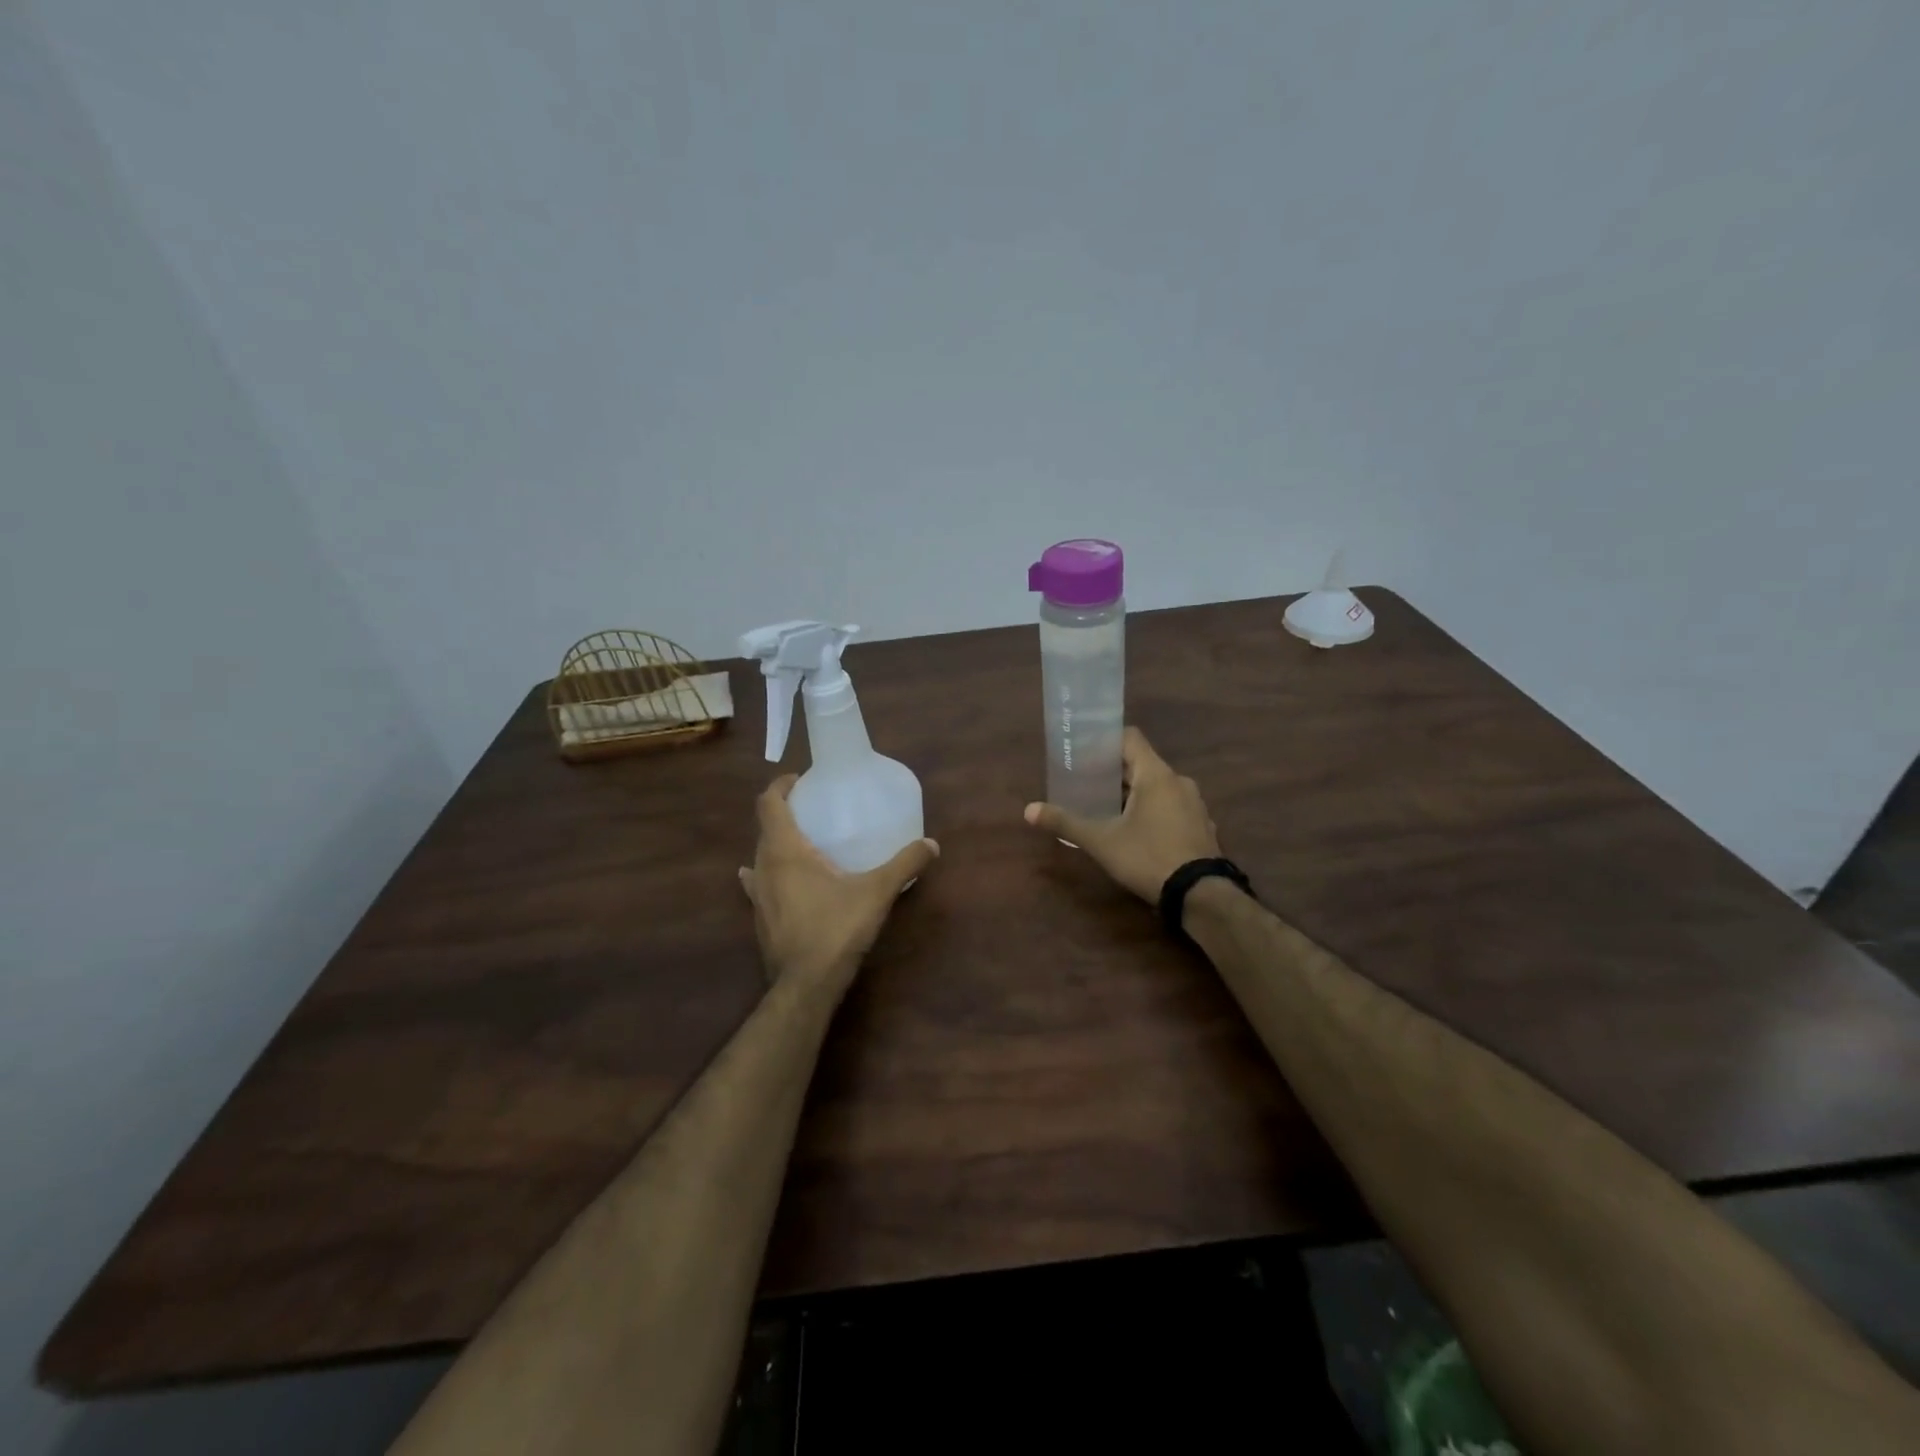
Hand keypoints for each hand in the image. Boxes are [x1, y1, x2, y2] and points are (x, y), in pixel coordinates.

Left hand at [740, 775, 938, 993]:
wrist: (806, 985)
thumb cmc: (836, 929)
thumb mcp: (877, 893)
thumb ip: (904, 865)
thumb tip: (932, 845)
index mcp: (785, 851)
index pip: (769, 804)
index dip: (781, 786)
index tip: (801, 780)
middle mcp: (763, 867)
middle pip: (764, 827)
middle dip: (783, 812)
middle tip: (812, 809)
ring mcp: (757, 895)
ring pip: (759, 856)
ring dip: (775, 843)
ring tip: (801, 842)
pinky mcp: (759, 918)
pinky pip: (757, 884)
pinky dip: (764, 873)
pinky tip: (772, 880)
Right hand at [1023, 727, 1219, 902]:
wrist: (1201, 895)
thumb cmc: (1148, 857)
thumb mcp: (1101, 841)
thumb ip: (1066, 822)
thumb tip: (1029, 810)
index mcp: (1156, 774)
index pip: (1130, 738)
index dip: (1106, 741)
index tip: (1083, 751)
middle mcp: (1179, 781)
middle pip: (1142, 763)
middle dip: (1114, 772)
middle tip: (1086, 781)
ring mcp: (1195, 804)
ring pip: (1158, 787)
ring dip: (1134, 792)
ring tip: (1108, 806)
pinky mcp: (1202, 825)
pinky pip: (1172, 806)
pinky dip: (1153, 810)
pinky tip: (1137, 830)